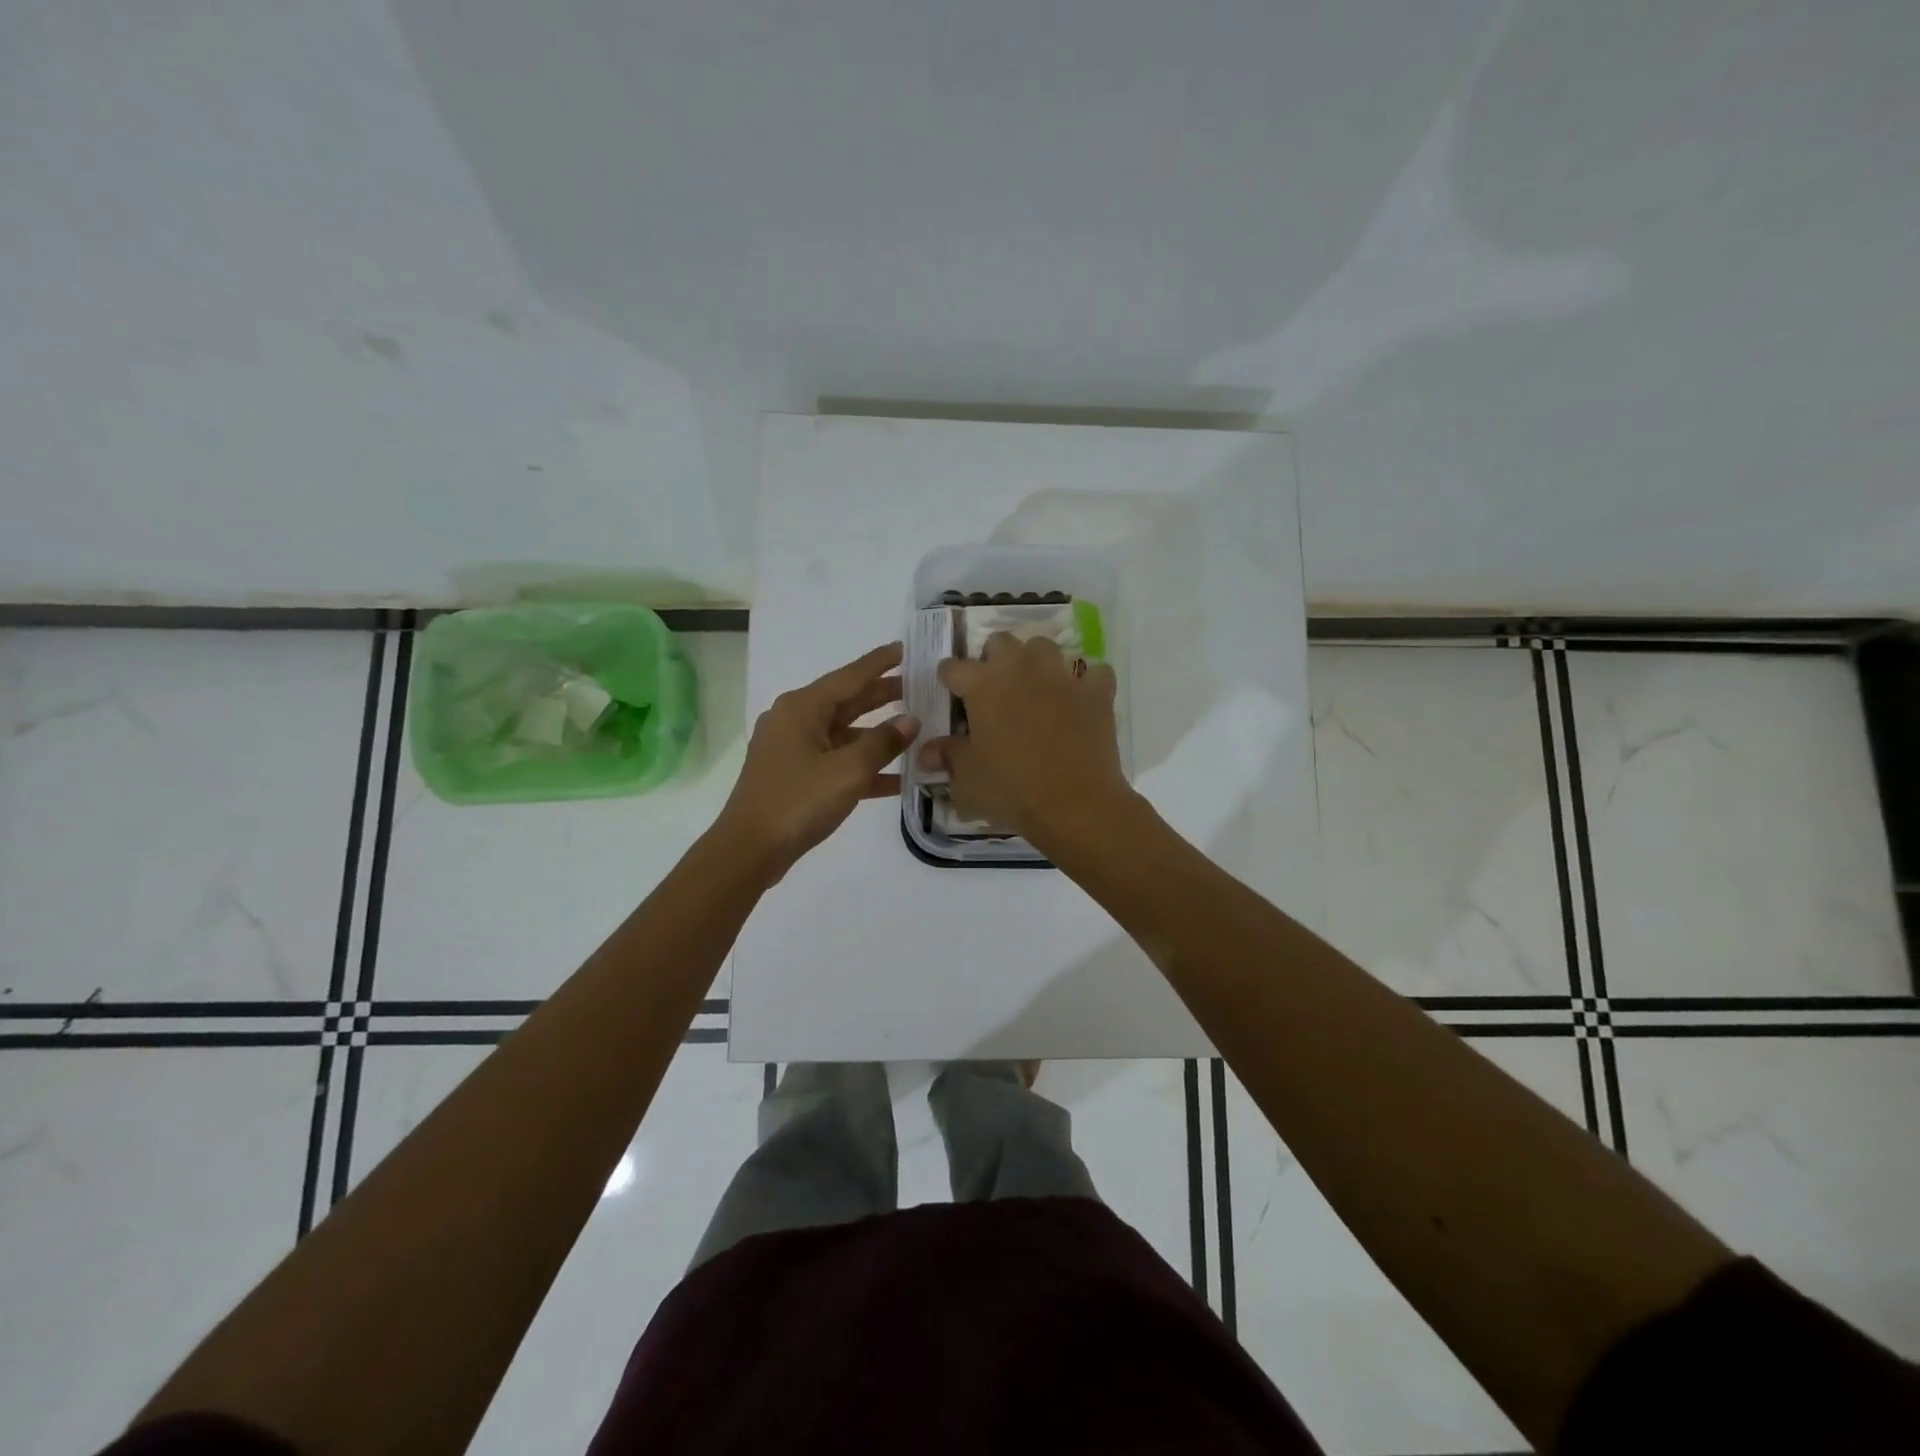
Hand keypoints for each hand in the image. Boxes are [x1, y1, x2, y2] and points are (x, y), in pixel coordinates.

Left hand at [715, 642, 918, 881]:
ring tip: (914, 729)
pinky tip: (897, 778)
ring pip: (844, 733)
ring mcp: (793, 749)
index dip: (879, 663)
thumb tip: (910, 721)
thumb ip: (883, 742)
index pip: (850, 676)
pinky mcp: (795, 776)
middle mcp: (795, 720)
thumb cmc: (799, 801)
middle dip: (881, 695)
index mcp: (803, 708)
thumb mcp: (848, 770)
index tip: (904, 648)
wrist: (750, 849)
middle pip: (847, 701)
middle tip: (917, 686)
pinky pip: (836, 761)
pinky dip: (862, 766)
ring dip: (877, 735)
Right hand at [919, 632, 1130, 847]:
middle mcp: (1020, 669)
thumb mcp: (967, 780)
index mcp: (982, 685)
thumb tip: (926, 752)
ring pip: (1044, 646)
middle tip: (994, 689)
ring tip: (1035, 687)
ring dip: (1036, 661)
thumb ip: (948, 757)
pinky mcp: (1096, 693)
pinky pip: (1094, 674)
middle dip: (993, 659)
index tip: (951, 692)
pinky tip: (1082, 701)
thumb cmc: (1011, 791)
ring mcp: (1061, 677)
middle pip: (1000, 642)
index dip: (949, 679)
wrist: (1075, 804)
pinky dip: (1087, 684)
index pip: (953, 667)